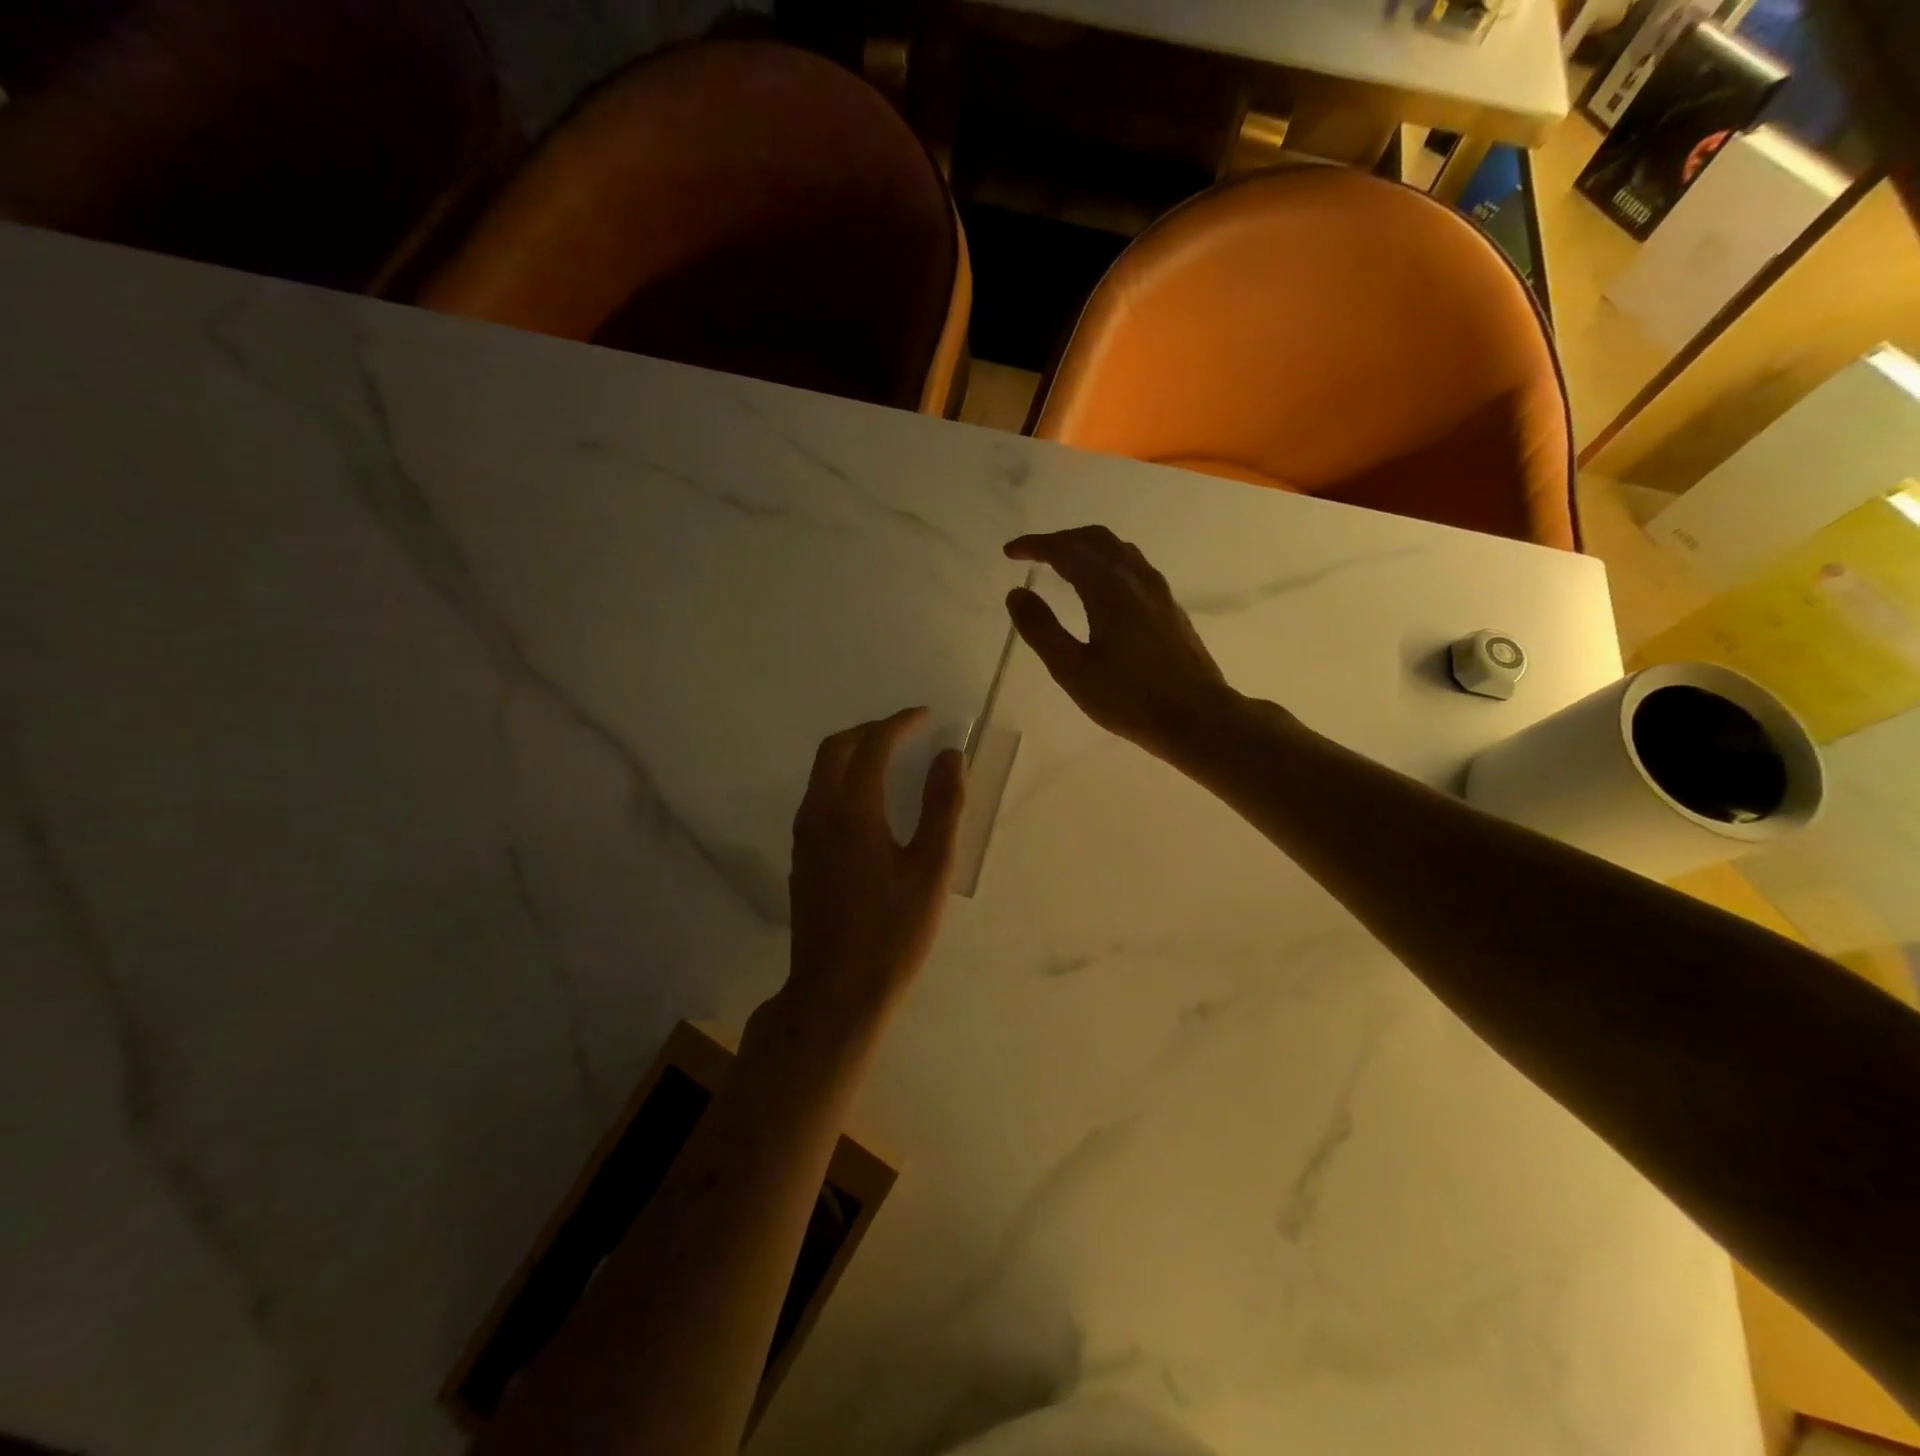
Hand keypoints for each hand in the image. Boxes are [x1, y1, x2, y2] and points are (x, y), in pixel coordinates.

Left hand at [783, 708, 966, 1048]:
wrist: (837, 990)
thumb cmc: (893, 931)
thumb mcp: (932, 868)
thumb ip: (942, 806)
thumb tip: (949, 755)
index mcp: (853, 811)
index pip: (873, 745)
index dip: (900, 723)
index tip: (926, 716)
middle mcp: (819, 813)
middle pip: (837, 749)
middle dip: (871, 730)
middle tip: (907, 731)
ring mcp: (804, 835)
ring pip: (822, 772)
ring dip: (853, 752)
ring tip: (890, 757)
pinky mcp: (801, 856)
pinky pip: (818, 797)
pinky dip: (843, 779)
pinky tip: (868, 801)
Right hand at [1005, 526, 1239, 762]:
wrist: (1197, 717)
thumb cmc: (1130, 699)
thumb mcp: (1073, 670)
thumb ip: (1042, 630)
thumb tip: (1016, 594)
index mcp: (1109, 589)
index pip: (1067, 551)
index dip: (1036, 546)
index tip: (1010, 551)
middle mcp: (1136, 579)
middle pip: (1096, 539)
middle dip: (1061, 539)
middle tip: (1034, 553)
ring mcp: (1158, 591)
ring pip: (1119, 550)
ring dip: (1086, 547)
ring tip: (1063, 563)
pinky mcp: (1169, 607)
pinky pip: (1133, 566)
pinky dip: (1107, 561)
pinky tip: (1101, 586)